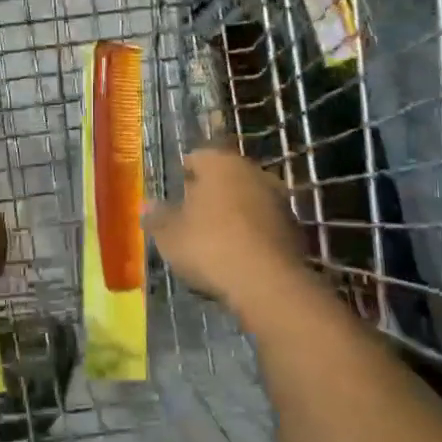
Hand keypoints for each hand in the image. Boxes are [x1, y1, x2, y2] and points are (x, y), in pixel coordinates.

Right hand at [145, 147, 311, 318]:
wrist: (267, 284)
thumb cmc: (209, 247)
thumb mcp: (170, 235)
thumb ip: (157, 217)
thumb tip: (147, 205)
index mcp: (220, 164)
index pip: (197, 157)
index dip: (183, 174)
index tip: (175, 192)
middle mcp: (252, 171)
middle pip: (225, 176)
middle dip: (210, 191)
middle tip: (192, 214)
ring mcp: (278, 198)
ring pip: (248, 198)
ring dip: (234, 211)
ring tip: (216, 237)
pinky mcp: (294, 227)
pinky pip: (264, 223)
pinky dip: (253, 232)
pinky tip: (240, 254)